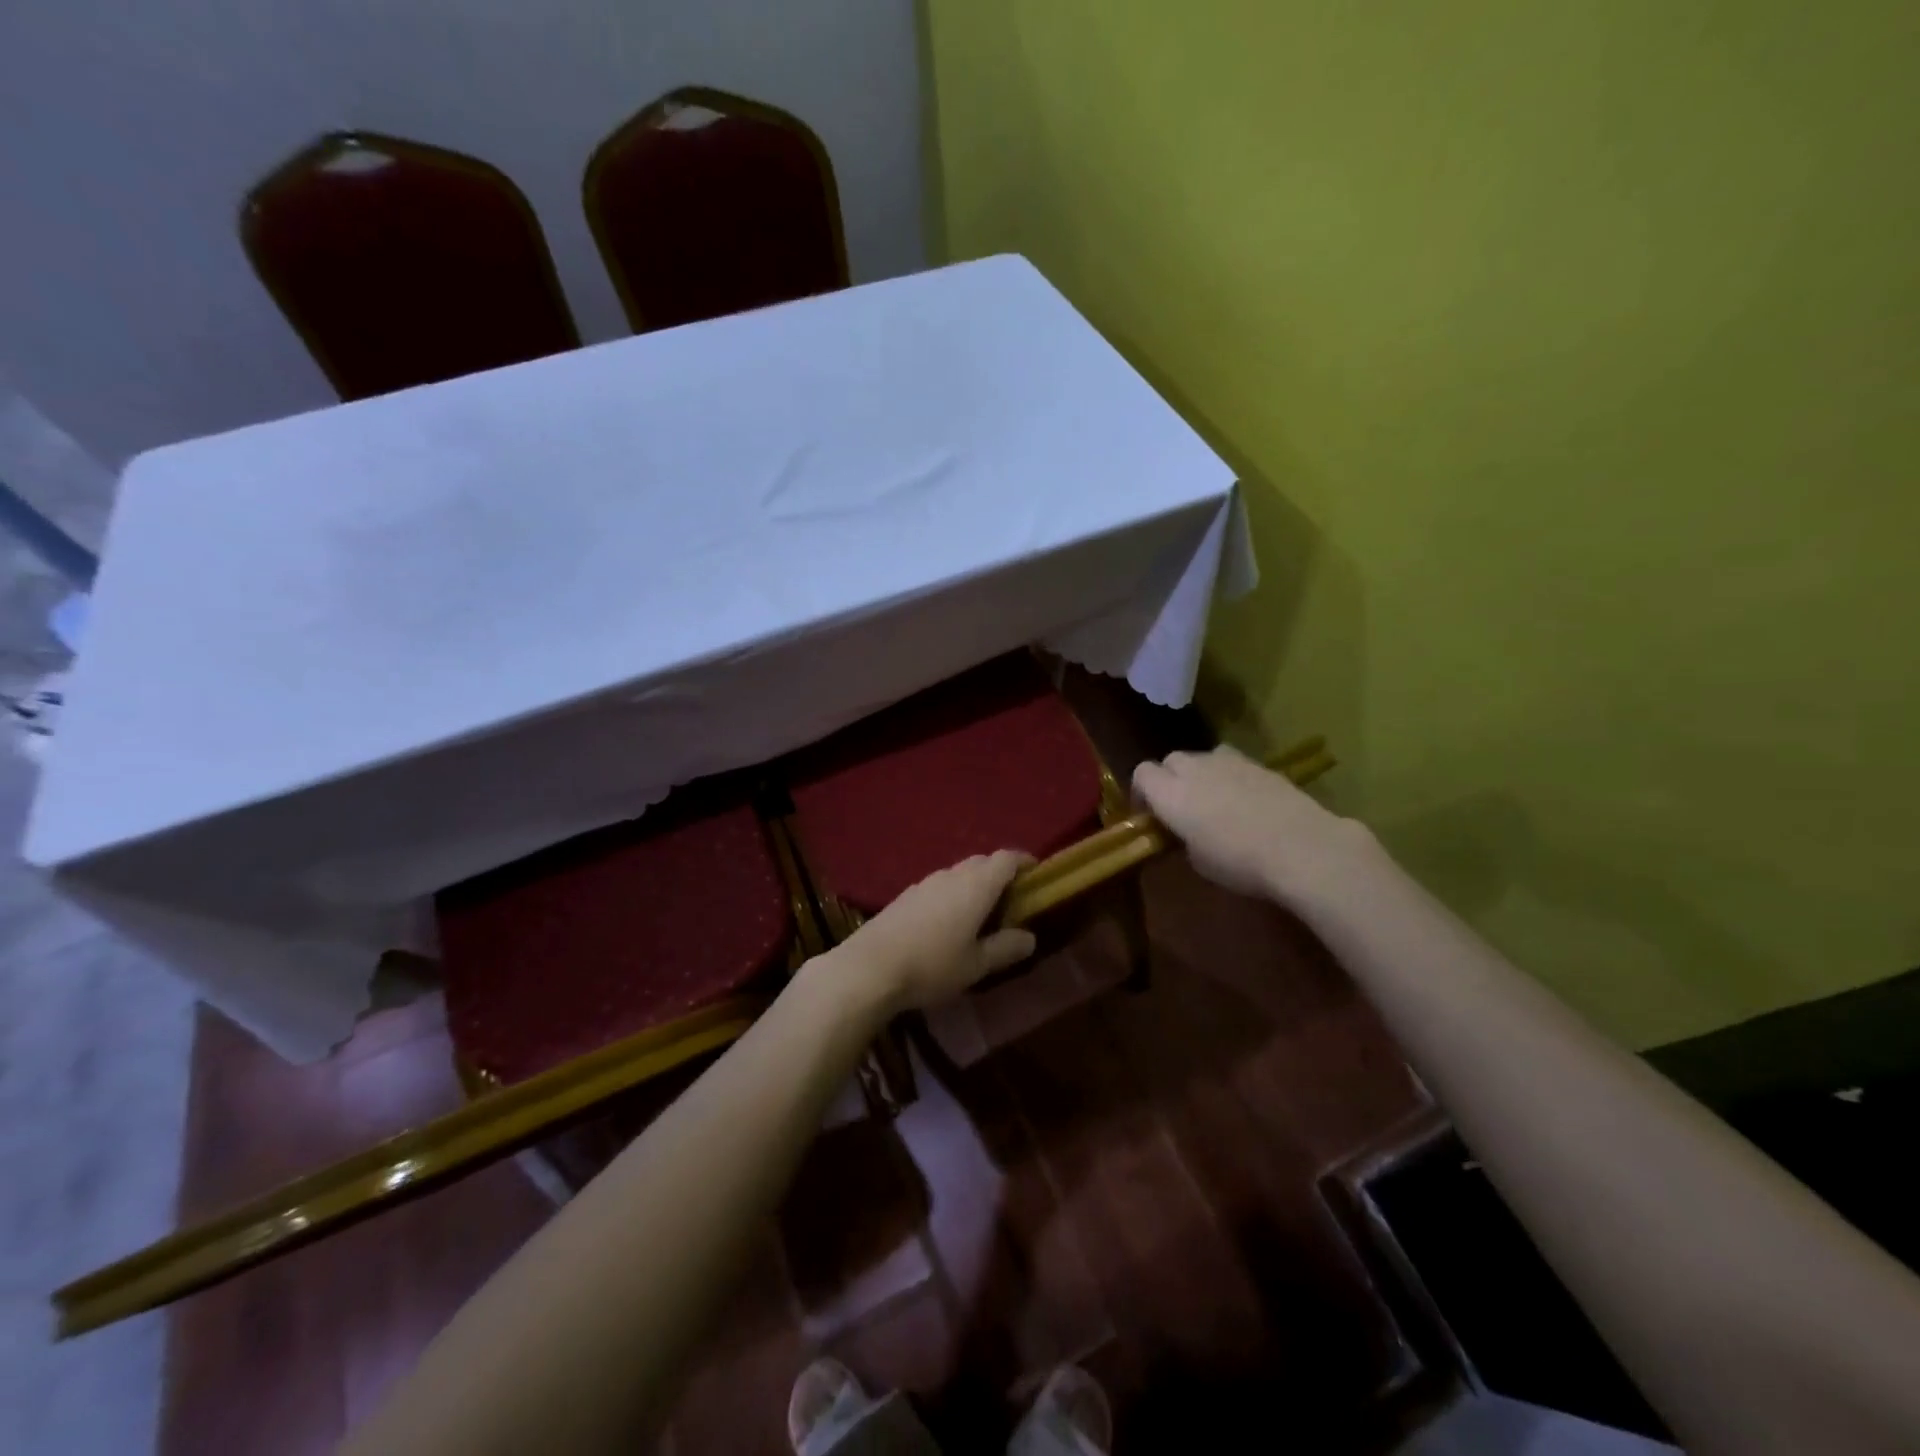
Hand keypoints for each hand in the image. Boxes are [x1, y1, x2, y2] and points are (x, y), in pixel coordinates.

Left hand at [833, 851, 1037, 1013]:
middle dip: (1000, 874)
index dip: (1024, 861)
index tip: (1036, 873)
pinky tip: (948, 923)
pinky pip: (939, 886)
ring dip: (974, 885)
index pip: (1006, 858)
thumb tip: (1030, 937)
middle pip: (982, 862)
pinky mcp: (905, 896)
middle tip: (1012, 899)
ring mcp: (925, 883)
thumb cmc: (932, 965)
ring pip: (958, 874)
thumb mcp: (976, 964)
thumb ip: (1005, 948)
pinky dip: (953, 895)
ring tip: (982, 913)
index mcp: (976, 885)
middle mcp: (951, 875)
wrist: (870, 967)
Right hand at [1132, 744, 1375, 904]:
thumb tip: (1188, 832)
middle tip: (1181, 807)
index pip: (1141, 773)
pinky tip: (1245, 801)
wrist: (1301, 847)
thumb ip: (1185, 838)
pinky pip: (1232, 763)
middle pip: (1170, 760)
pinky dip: (1230, 776)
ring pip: (1202, 757)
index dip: (1142, 792)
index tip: (1150, 815)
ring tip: (1213, 799)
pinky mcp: (1259, 764)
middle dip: (1170, 779)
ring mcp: (1229, 762)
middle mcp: (1194, 769)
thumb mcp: (1199, 862)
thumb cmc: (1240, 862)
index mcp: (1170, 793)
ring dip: (1200, 773)